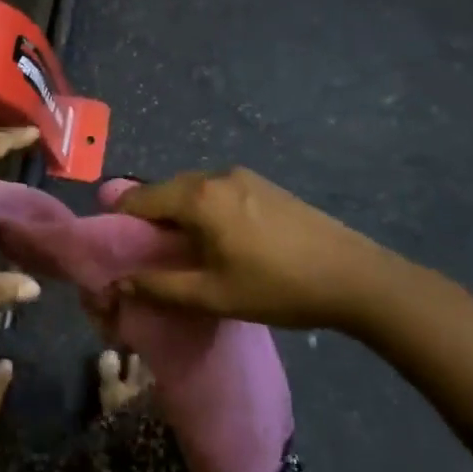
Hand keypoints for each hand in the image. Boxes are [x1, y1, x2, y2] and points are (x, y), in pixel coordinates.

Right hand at [115, 168, 408, 333]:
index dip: (121, 221)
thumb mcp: (213, 295)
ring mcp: (244, 177)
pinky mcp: (265, 185)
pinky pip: (217, 192)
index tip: (116, 247)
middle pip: (165, 191)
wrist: (356, 278)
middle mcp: (216, 176)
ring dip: (179, 215)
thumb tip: (117, 283)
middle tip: (148, 255)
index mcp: (198, 198)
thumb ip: (159, 287)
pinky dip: (204, 211)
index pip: (139, 198)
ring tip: (184, 251)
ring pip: (192, 191)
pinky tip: (218, 240)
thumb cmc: (277, 287)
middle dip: (150, 219)